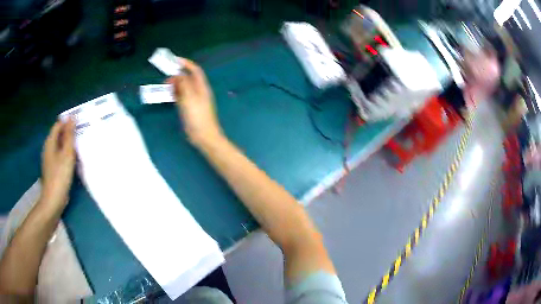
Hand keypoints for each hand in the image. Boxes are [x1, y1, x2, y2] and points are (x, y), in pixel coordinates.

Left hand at [40, 119, 75, 209]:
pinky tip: (74, 159)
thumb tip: (72, 117)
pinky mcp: (53, 169)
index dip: (68, 122)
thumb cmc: (60, 176)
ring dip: (68, 144)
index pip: (58, 125)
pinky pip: (60, 156)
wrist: (53, 201)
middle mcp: (48, 148)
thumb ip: (69, 135)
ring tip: (80, 144)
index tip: (79, 122)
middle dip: (69, 132)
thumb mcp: (66, 154)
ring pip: (60, 146)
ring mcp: (50, 160)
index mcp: (50, 142)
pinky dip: (66, 154)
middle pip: (58, 135)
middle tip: (82, 133)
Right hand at [167, 58, 222, 147]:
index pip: (195, 70)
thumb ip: (184, 84)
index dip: (186, 64)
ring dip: (175, 84)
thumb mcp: (190, 98)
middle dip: (178, 75)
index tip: (175, 60)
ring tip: (166, 85)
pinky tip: (169, 94)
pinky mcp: (189, 108)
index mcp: (202, 87)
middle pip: (188, 78)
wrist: (203, 136)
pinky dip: (175, 93)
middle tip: (166, 76)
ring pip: (184, 87)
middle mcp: (198, 91)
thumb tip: (178, 74)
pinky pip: (181, 97)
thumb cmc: (197, 116)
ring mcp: (194, 100)